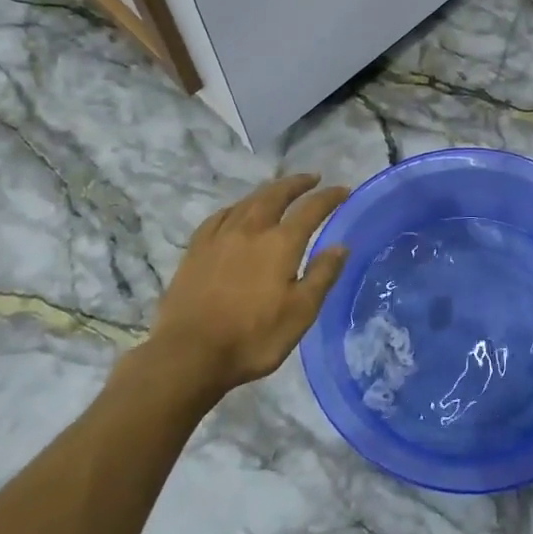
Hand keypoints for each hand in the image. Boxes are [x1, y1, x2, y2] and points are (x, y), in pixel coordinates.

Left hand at [128, 173, 349, 400]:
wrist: (189, 355)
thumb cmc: (253, 337)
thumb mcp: (301, 313)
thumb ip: (322, 275)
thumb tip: (341, 246)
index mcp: (280, 243)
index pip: (311, 209)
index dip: (329, 197)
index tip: (343, 190)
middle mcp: (250, 230)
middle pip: (275, 195)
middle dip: (296, 184)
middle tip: (312, 178)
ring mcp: (219, 238)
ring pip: (247, 202)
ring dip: (267, 191)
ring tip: (278, 189)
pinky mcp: (195, 251)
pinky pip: (219, 217)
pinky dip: (235, 207)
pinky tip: (236, 212)